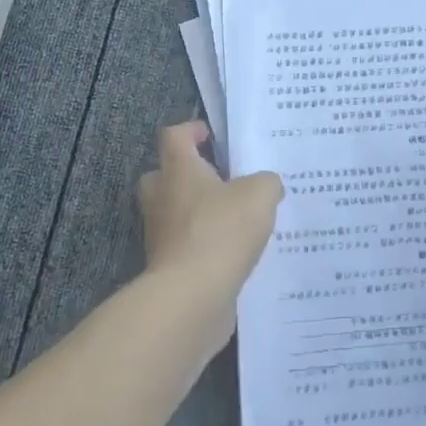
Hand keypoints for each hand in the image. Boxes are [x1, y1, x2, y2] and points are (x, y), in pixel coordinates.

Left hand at [137, 121, 282, 307]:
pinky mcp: (167, 266)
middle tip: (222, 180)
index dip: (192, 130)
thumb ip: (266, 182)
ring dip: (199, 213)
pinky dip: (204, 245)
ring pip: (175, 212)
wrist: (192, 295)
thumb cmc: (222, 230)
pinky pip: (186, 245)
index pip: (174, 136)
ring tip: (237, 219)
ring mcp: (160, 234)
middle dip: (190, 175)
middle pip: (165, 175)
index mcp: (178, 170)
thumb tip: (266, 186)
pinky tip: (235, 252)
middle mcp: (161, 197)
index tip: (214, 137)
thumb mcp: (260, 194)